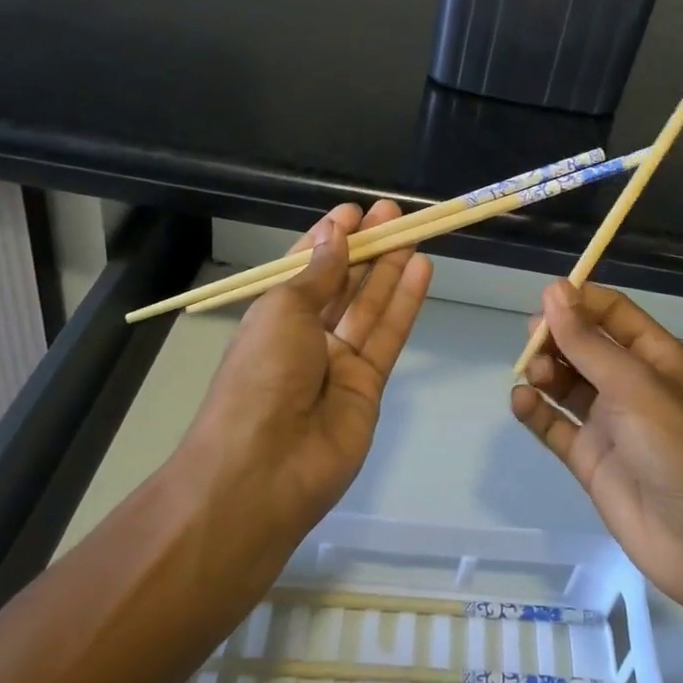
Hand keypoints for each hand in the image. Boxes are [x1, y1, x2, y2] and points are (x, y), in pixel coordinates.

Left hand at [182, 201, 431, 539]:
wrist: (262, 471)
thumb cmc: (261, 376)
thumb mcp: (283, 311)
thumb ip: (318, 274)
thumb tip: (335, 236)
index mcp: (273, 316)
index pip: (306, 267)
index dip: (330, 238)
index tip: (354, 211)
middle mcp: (306, 336)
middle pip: (342, 283)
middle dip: (366, 247)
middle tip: (393, 213)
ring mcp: (338, 362)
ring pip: (370, 305)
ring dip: (391, 268)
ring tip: (414, 231)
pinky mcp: (369, 385)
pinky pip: (389, 335)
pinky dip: (405, 302)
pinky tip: (422, 269)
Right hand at [512, 281, 682, 672]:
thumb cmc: (680, 447)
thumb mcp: (634, 385)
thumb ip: (588, 341)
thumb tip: (554, 291)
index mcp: (654, 356)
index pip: (612, 313)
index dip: (579, 301)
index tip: (544, 299)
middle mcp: (631, 384)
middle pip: (585, 345)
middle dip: (556, 337)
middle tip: (531, 341)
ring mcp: (610, 423)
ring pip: (567, 383)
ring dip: (546, 372)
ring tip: (534, 376)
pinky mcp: (591, 460)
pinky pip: (557, 426)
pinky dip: (537, 411)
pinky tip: (522, 402)